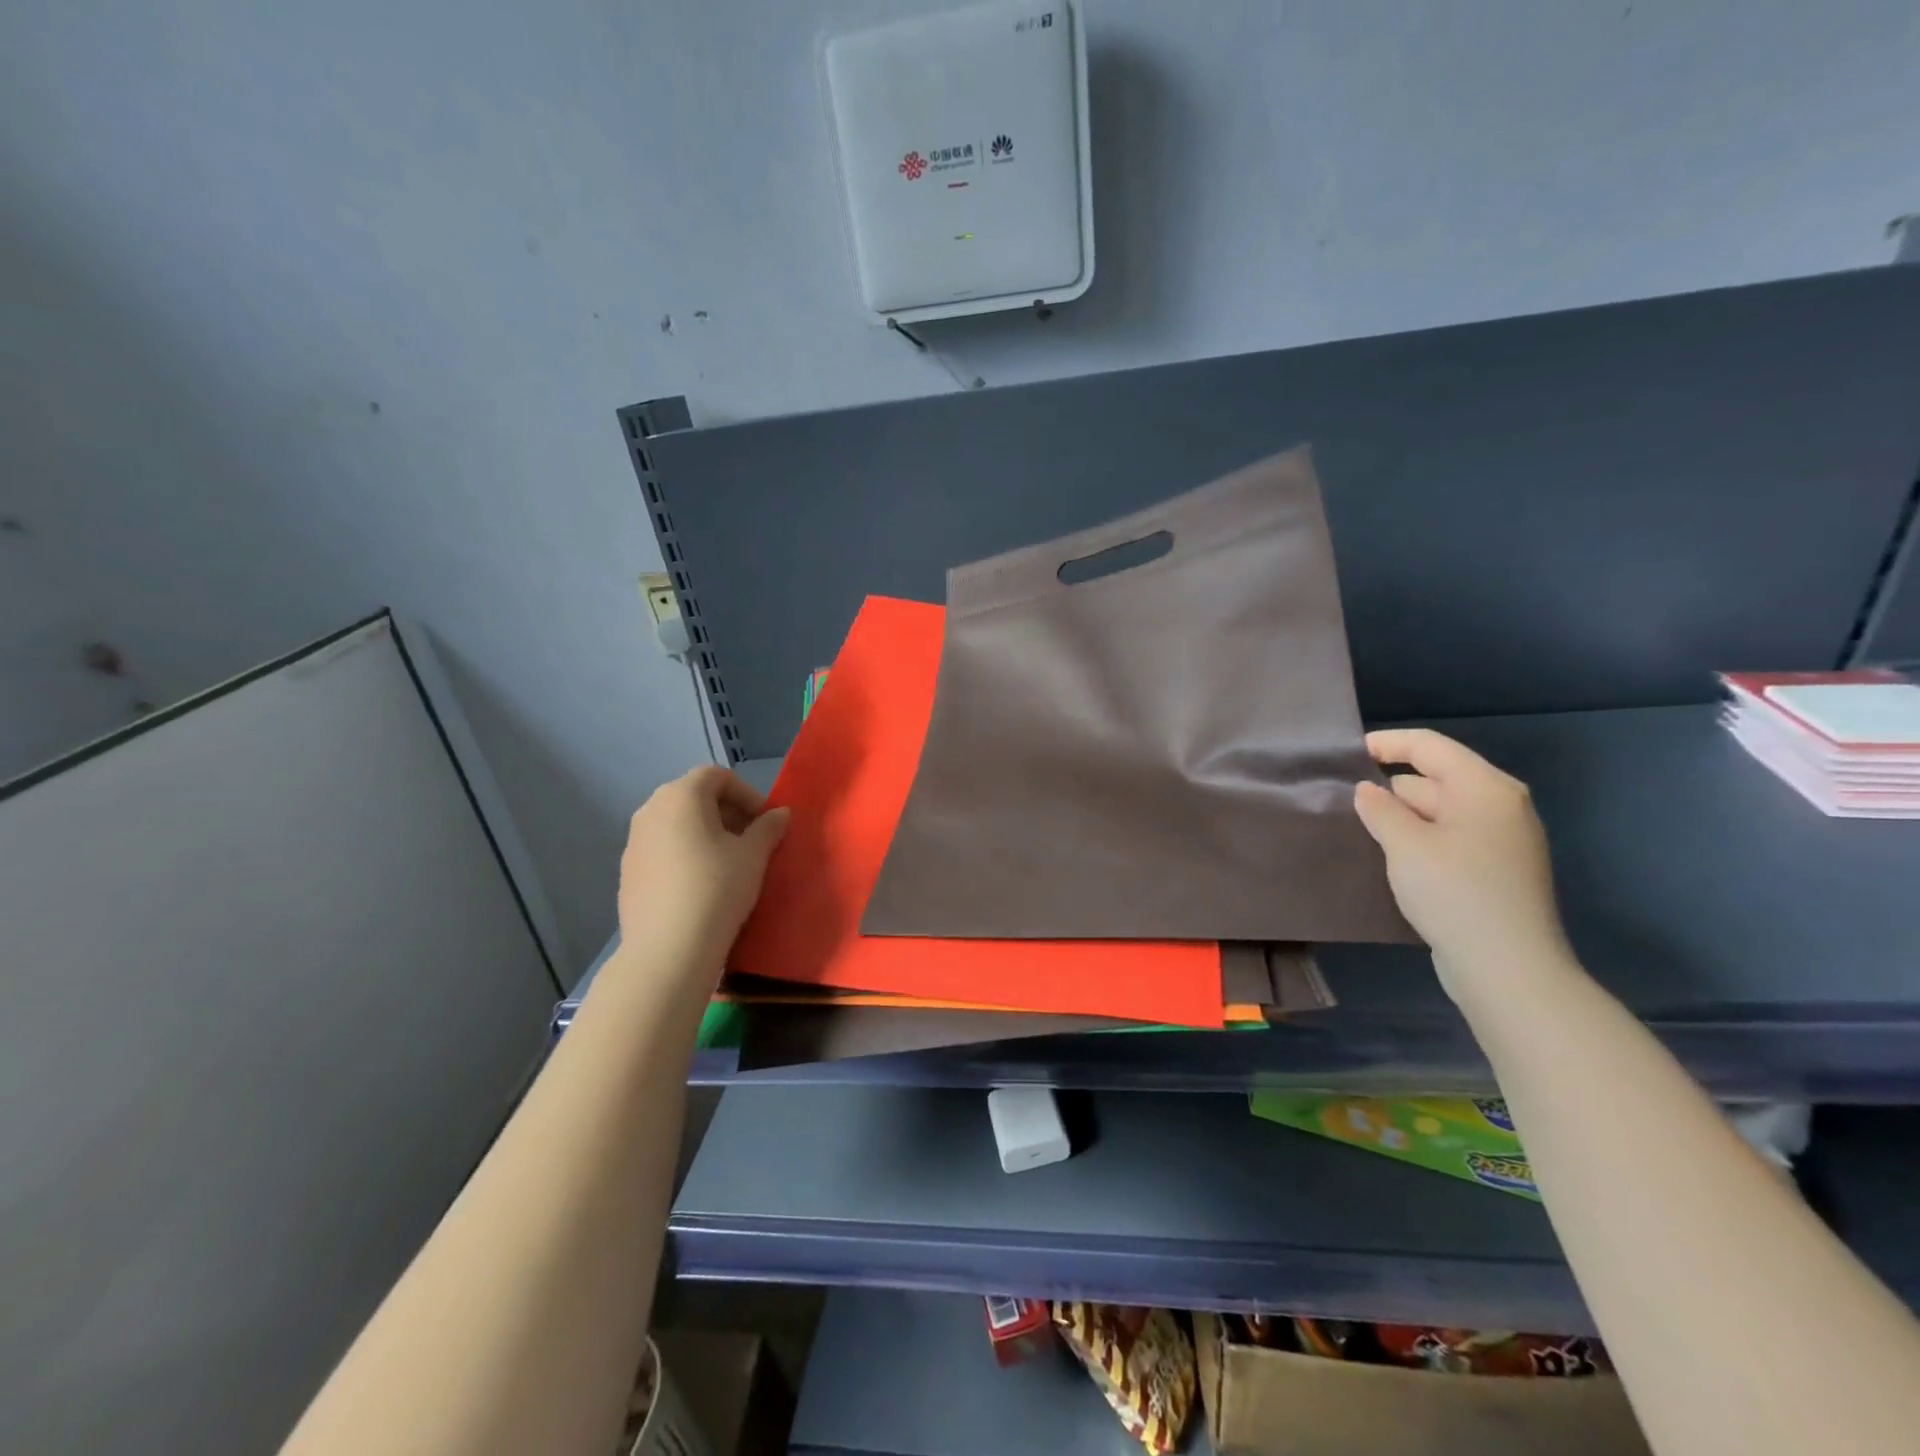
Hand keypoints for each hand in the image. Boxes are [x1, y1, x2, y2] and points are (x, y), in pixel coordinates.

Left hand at [616, 766, 789, 987]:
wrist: (667, 950)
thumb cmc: (717, 888)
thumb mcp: (754, 855)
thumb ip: (768, 827)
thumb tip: (779, 813)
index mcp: (681, 796)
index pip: (717, 776)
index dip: (747, 794)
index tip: (765, 822)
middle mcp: (650, 810)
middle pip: (694, 796)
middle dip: (727, 812)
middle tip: (751, 840)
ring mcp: (633, 842)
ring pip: (677, 824)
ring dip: (706, 833)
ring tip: (729, 863)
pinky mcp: (627, 872)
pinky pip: (662, 849)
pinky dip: (685, 854)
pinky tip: (701, 885)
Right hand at [1353, 728, 1574, 1008]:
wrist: (1507, 968)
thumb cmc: (1454, 893)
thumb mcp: (1405, 845)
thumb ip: (1380, 809)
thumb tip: (1367, 790)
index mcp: (1484, 788)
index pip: (1430, 746)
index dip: (1387, 743)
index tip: (1348, 754)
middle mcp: (1500, 806)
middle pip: (1435, 778)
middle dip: (1391, 786)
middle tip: (1345, 801)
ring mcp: (1502, 840)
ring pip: (1440, 811)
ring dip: (1403, 817)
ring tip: (1360, 830)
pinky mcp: (1496, 870)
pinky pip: (1449, 838)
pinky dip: (1420, 839)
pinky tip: (1392, 857)